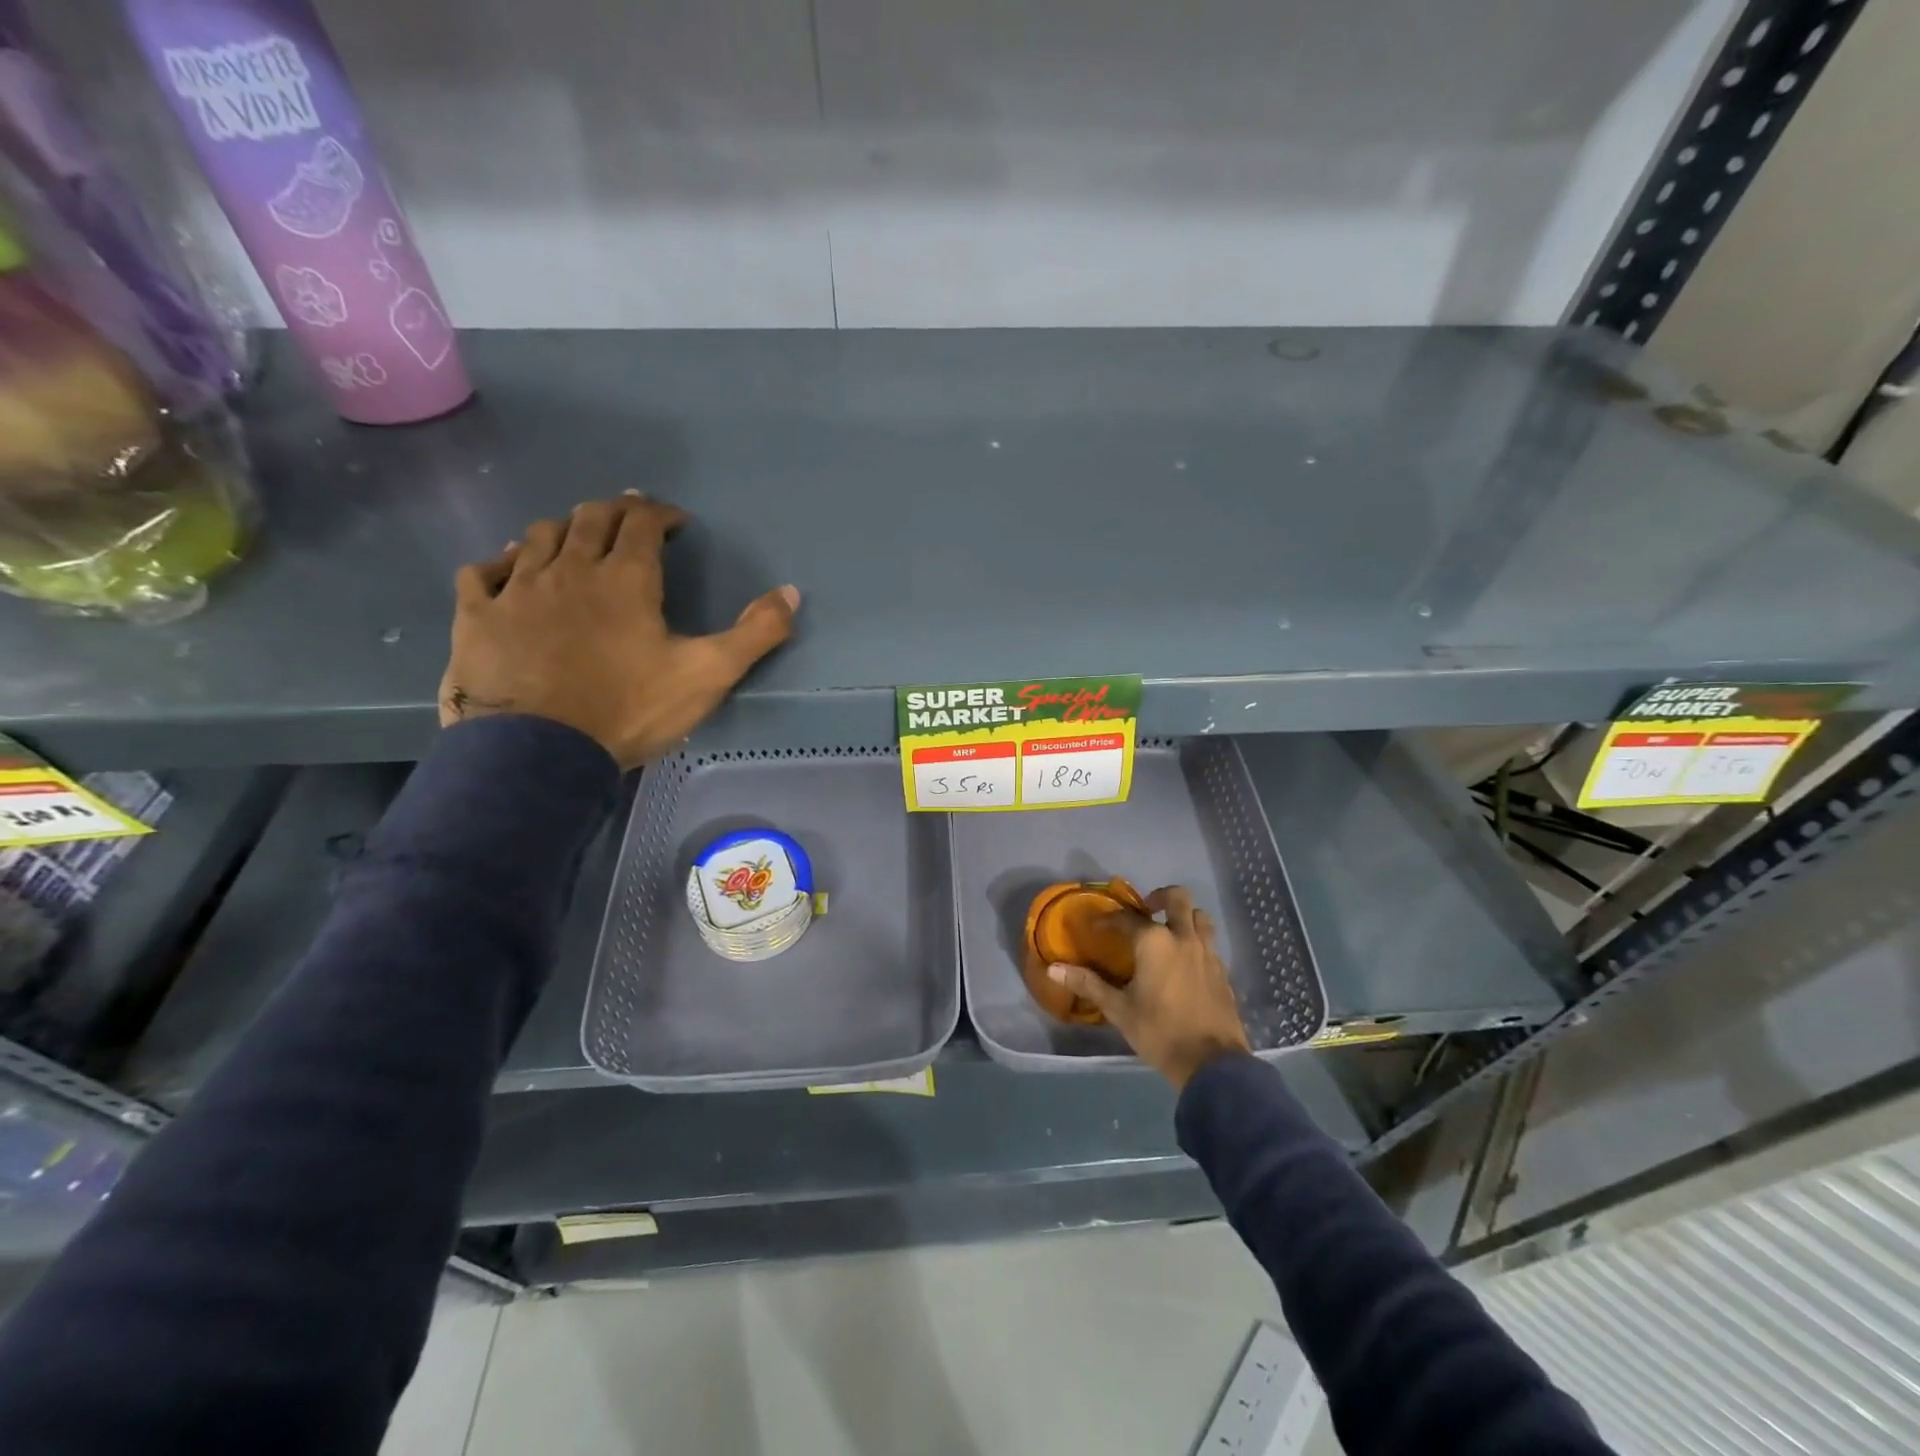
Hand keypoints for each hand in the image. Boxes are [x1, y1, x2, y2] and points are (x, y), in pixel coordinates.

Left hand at [439, 494, 798, 770]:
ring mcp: (518, 589)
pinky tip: (507, 568)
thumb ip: (755, 633)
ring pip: (537, 535)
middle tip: (629, 517)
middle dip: (614, 510)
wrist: (540, 753)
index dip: (660, 513)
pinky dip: (499, 562)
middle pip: (589, 518)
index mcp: (626, 578)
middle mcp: (570, 569)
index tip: (675, 520)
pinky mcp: (478, 616)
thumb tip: (791, 592)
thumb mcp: (708, 675)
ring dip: (562, 529)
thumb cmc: (629, 710)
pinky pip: (482, 571)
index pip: (642, 522)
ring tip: (575, 537)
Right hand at [1048, 886, 1250, 1089]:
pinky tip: (1186, 962)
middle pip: (1178, 898)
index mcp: (1155, 942)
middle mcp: (1183, 938)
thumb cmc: (1159, 1032)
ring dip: (1184, 916)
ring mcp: (1208, 953)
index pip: (1126, 918)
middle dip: (1160, 897)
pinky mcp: (1223, 971)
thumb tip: (1053, 969)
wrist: (1212, 1063)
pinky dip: (1197, 941)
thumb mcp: (1119, 1010)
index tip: (1095, 926)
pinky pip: (1210, 943)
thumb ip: (1088, 984)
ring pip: (1200, 917)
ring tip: (1169, 931)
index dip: (1107, 920)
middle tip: (1146, 909)